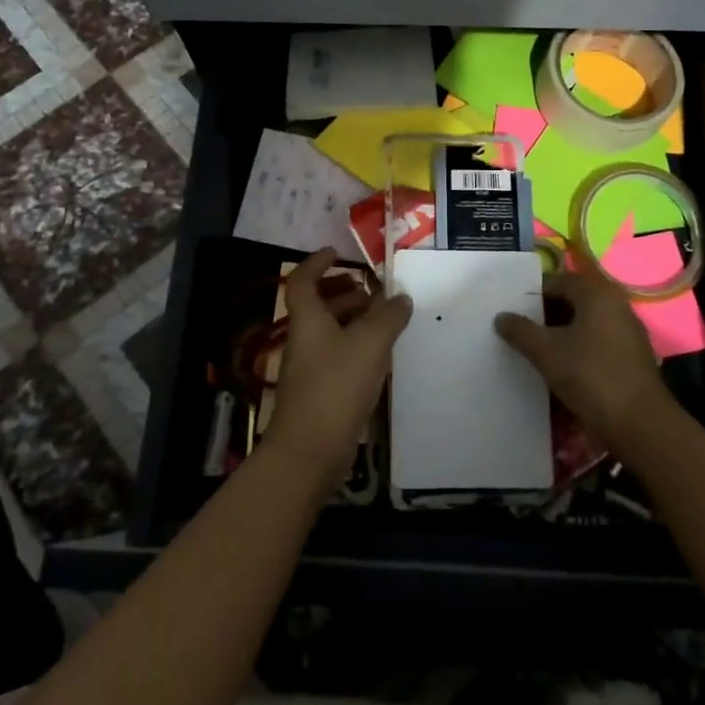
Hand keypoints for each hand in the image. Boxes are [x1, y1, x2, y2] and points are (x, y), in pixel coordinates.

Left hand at [261, 249, 413, 489]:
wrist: (309, 451)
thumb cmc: (336, 387)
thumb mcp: (370, 344)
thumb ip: (388, 317)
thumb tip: (401, 297)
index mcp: (308, 320)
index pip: (303, 280)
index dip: (317, 263)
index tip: (338, 253)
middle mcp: (303, 340)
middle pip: (317, 306)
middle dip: (343, 293)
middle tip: (371, 291)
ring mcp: (308, 369)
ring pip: (327, 332)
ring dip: (351, 320)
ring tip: (383, 321)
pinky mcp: (318, 393)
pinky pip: (336, 357)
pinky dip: (354, 347)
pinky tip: (378, 357)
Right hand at [494, 267, 674, 458]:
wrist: (640, 424)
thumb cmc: (591, 377)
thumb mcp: (547, 353)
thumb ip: (521, 331)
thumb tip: (501, 317)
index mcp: (598, 295)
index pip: (561, 280)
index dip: (535, 293)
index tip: (515, 312)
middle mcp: (617, 306)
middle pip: (576, 300)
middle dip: (548, 313)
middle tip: (523, 330)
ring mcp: (629, 332)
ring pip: (588, 322)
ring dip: (564, 332)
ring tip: (539, 350)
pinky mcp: (633, 357)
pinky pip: (600, 341)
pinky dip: (580, 347)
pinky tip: (564, 367)